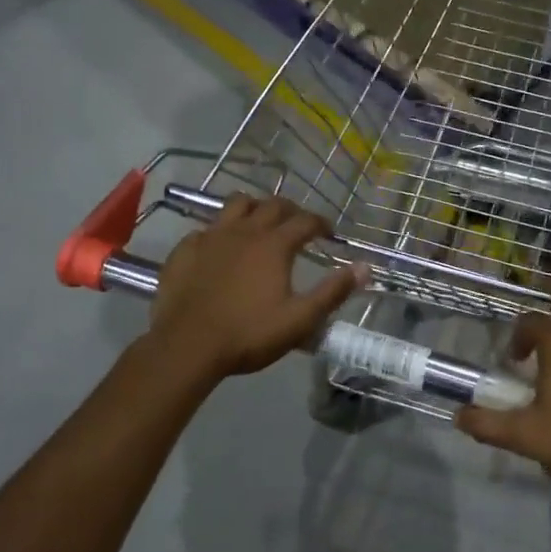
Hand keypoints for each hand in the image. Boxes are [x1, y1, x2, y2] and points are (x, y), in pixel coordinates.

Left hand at [147, 195, 364, 381]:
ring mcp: (211, 236)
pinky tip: (220, 248)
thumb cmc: (249, 334)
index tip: (329, 233)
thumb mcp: (300, 319)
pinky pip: (206, 228)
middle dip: (290, 210)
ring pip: (236, 205)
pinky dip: (220, 232)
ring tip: (259, 222)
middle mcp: (245, 231)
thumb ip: (333, 291)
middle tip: (298, 224)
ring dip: (253, 208)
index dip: (321, 223)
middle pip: (272, 205)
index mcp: (274, 245)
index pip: (305, 221)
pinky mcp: (186, 249)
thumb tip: (365, 267)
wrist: (187, 346)